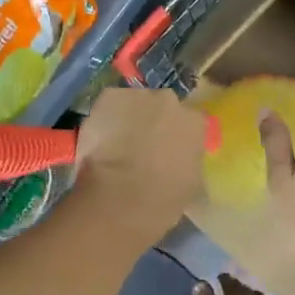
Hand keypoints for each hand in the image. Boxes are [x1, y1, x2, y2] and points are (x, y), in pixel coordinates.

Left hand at [74, 87, 207, 243]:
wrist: (121, 197)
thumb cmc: (163, 199)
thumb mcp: (192, 183)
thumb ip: (190, 161)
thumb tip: (181, 159)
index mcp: (195, 122)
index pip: (189, 122)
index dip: (175, 136)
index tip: (166, 151)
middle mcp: (170, 100)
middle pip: (161, 107)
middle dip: (152, 122)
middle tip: (140, 146)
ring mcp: (138, 96)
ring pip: (133, 103)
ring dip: (128, 118)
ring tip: (116, 143)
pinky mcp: (109, 97)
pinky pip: (109, 105)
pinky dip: (104, 118)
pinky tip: (99, 140)